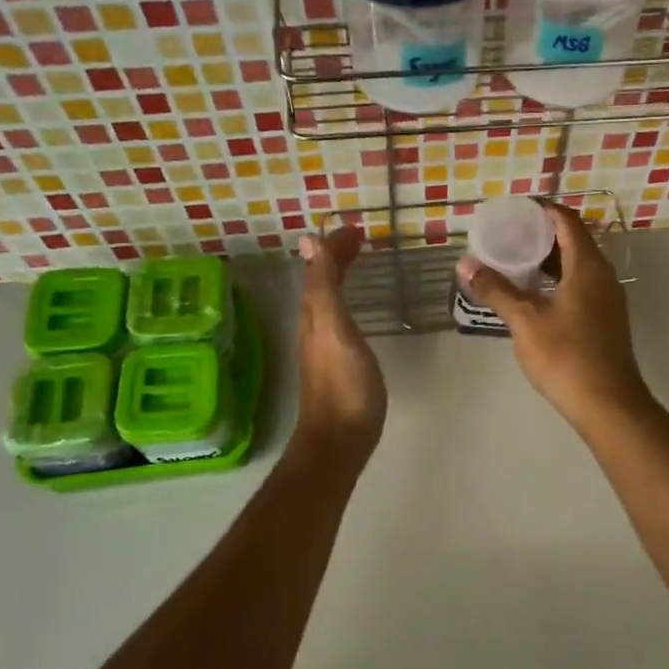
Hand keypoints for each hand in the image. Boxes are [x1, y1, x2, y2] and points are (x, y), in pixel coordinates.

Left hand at [292, 224, 386, 456]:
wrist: (339, 440)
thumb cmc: (344, 384)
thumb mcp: (334, 328)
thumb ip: (323, 286)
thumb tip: (308, 240)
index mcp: (314, 314)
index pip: (319, 269)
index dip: (334, 247)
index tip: (356, 229)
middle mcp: (314, 327)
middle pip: (321, 283)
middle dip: (336, 258)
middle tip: (360, 240)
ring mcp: (323, 348)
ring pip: (327, 301)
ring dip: (340, 277)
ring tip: (358, 263)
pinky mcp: (336, 365)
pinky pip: (337, 319)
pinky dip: (345, 301)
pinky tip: (354, 311)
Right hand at [455, 203, 653, 433]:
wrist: (608, 404)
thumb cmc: (566, 356)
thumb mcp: (525, 321)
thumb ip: (496, 290)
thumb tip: (465, 265)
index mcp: (588, 266)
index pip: (567, 222)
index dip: (542, 211)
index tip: (514, 212)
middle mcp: (604, 276)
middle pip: (574, 242)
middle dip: (542, 236)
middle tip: (508, 237)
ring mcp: (609, 299)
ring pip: (578, 266)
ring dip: (550, 261)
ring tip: (516, 263)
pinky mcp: (607, 320)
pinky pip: (582, 286)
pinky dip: (559, 281)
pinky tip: (536, 295)